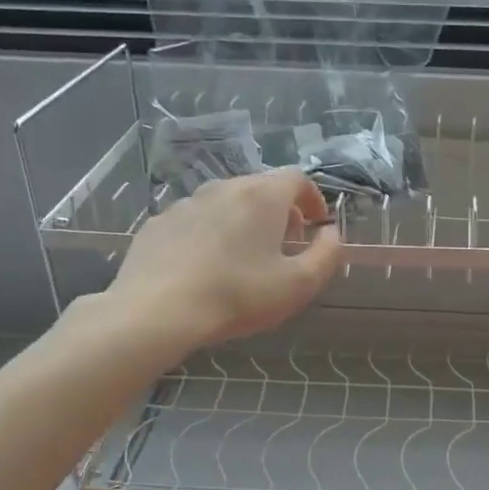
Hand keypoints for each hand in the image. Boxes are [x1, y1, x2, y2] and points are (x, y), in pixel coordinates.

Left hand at [100, 170, 341, 354]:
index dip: (313, 198)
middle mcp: (224, 188)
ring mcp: (186, 203)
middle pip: (261, 188)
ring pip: (225, 202)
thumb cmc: (237, 295)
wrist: (156, 311)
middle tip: (284, 244)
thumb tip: (331, 233)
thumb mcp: (299, 284)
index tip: (316, 224)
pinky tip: (205, 266)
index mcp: (262, 197)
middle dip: (279, 211)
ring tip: (243, 257)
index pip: (297, 178)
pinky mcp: (158, 223)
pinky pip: (195, 220)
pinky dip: (209, 233)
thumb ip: (327, 255)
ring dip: (242, 221)